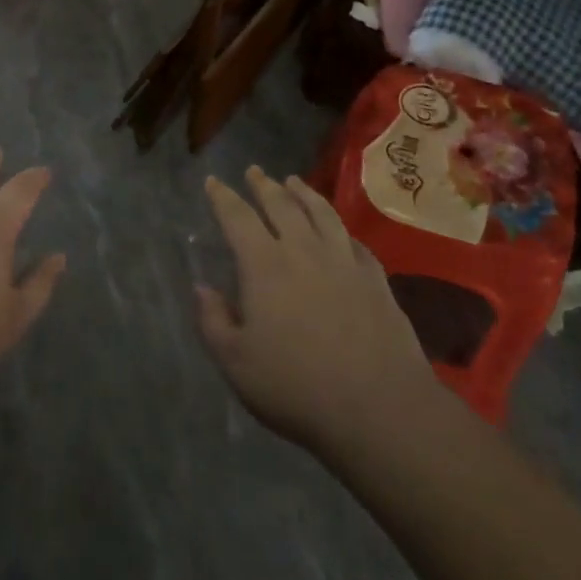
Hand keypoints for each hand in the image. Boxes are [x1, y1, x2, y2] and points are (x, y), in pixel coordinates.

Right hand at [196, 167, 439, 457]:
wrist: (378, 407)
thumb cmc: (297, 386)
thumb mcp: (236, 363)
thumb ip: (213, 321)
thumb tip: (202, 287)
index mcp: (264, 265)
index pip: (238, 218)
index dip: (223, 197)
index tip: (213, 181)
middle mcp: (303, 250)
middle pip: (281, 205)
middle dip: (263, 186)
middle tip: (254, 172)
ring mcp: (344, 261)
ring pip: (321, 213)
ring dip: (304, 193)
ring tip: (294, 181)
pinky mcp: (375, 279)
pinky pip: (353, 240)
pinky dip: (340, 227)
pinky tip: (339, 229)